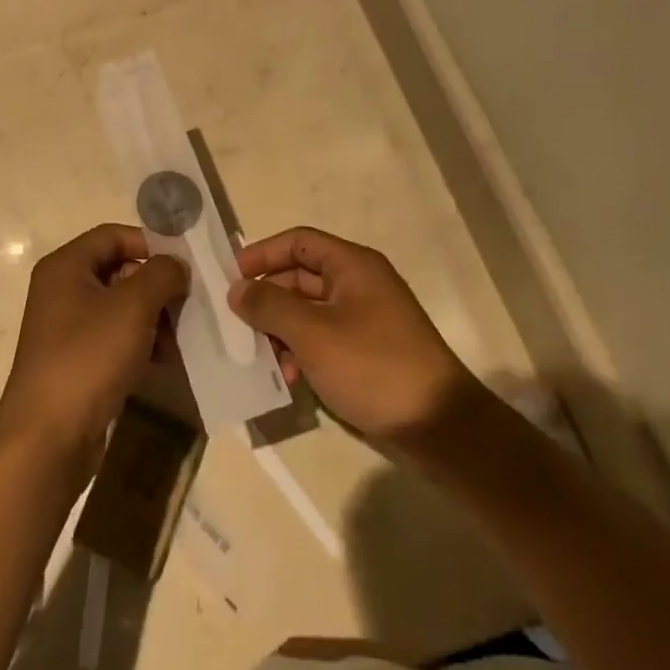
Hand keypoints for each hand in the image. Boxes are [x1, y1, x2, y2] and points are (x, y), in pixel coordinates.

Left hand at [0, 225, 188, 463]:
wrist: (48, 437)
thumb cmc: (88, 357)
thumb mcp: (133, 306)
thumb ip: (162, 274)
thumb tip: (176, 265)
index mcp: (66, 266)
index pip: (113, 235)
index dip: (150, 243)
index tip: (185, 264)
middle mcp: (62, 290)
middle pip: (119, 271)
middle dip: (157, 286)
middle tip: (189, 304)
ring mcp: (68, 328)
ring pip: (121, 308)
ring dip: (154, 318)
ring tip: (182, 338)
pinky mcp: (77, 361)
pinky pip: (115, 339)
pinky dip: (141, 344)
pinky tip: (166, 360)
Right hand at [230, 227, 482, 441]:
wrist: (439, 427)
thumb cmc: (373, 367)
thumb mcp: (313, 333)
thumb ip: (269, 305)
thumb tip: (237, 289)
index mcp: (353, 266)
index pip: (299, 242)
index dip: (262, 254)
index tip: (231, 277)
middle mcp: (359, 285)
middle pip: (300, 276)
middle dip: (267, 298)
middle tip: (235, 322)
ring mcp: (363, 319)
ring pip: (307, 311)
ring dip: (280, 330)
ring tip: (261, 357)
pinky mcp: (365, 352)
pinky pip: (321, 338)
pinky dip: (300, 351)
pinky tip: (287, 378)